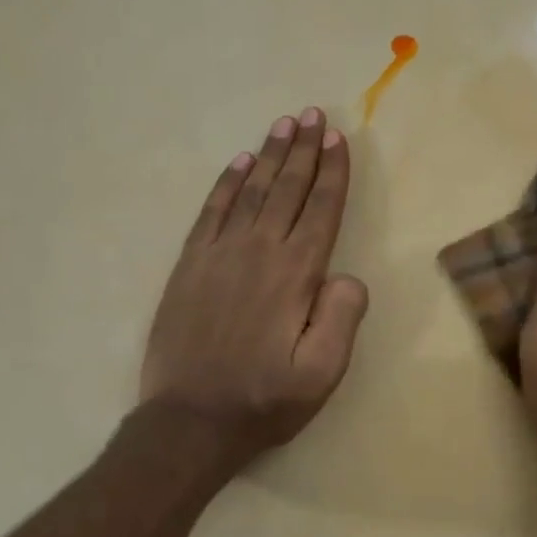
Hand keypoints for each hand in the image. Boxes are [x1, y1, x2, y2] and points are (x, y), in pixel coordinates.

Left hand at [140, 108, 368, 467]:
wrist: (188, 422)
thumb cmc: (262, 400)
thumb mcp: (321, 374)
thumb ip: (341, 319)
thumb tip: (347, 276)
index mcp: (294, 276)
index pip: (320, 211)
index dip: (332, 173)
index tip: (338, 139)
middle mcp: (258, 252)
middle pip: (286, 189)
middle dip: (303, 150)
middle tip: (313, 114)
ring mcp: (218, 255)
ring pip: (250, 191)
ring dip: (269, 155)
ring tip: (283, 124)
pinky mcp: (189, 266)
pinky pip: (211, 212)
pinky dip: (227, 184)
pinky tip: (239, 164)